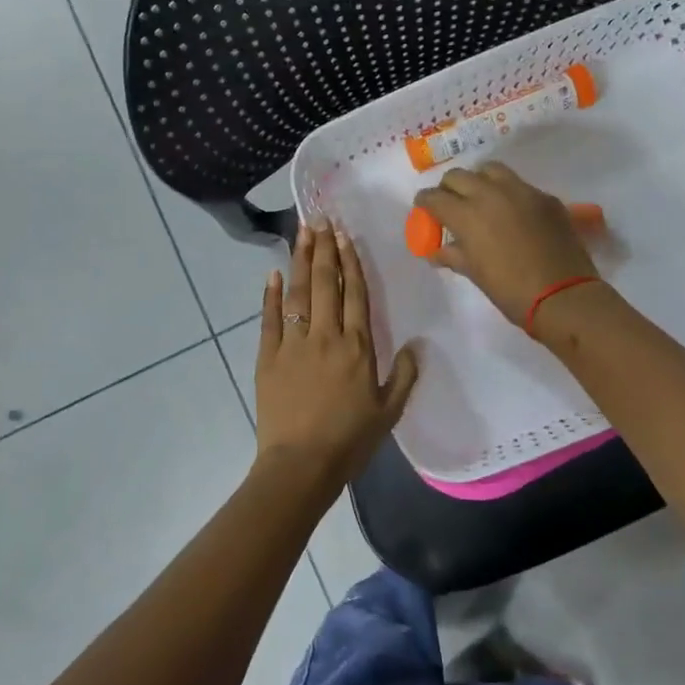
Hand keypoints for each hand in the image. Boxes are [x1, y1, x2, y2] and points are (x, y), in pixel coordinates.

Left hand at [253, 223, 418, 491]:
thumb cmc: (349, 441)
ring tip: (302, 232)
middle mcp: (326, 335)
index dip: (350, 261)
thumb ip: (404, 376)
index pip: (355, 293)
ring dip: (301, 260)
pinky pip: (270, 318)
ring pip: (299, 293)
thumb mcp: (389, 412)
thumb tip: (417, 345)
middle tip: (321, 219)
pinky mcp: (268, 357)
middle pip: (326, 283)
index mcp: (358, 346)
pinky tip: (273, 273)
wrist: (301, 465)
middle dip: (325, 248)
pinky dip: (270, 294)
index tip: (345, 235)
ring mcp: (294, 344)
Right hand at [412, 163, 598, 326]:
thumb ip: (453, 255)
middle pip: (459, 176)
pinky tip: (513, 213)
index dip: (425, 202)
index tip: (424, 208)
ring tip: (481, 198)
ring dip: (479, 180)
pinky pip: (520, 185)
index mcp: (467, 215)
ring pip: (490, 170)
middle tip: (451, 204)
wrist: (563, 295)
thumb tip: (436, 252)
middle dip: (449, 188)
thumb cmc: (511, 291)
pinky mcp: (545, 197)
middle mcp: (491, 194)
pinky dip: (508, 193)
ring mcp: (522, 191)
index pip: (434, 197)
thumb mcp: (476, 274)